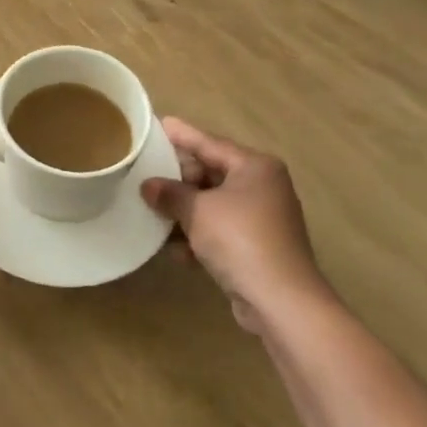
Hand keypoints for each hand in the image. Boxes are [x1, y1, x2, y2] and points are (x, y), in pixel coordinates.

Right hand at [142, 117, 333, 335]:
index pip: (210, 144)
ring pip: (213, 205)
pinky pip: (219, 231)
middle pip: (211, 174)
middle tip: (145, 175)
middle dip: (178, 180)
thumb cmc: (240, 239)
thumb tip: (148, 186)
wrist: (281, 302)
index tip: (159, 124)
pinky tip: (175, 250)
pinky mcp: (257, 248)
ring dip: (184, 211)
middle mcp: (262, 187)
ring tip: (151, 212)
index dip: (182, 135)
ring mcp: (261, 219)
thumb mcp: (198, 210)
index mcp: (255, 167)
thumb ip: (171, 193)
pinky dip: (198, 236)